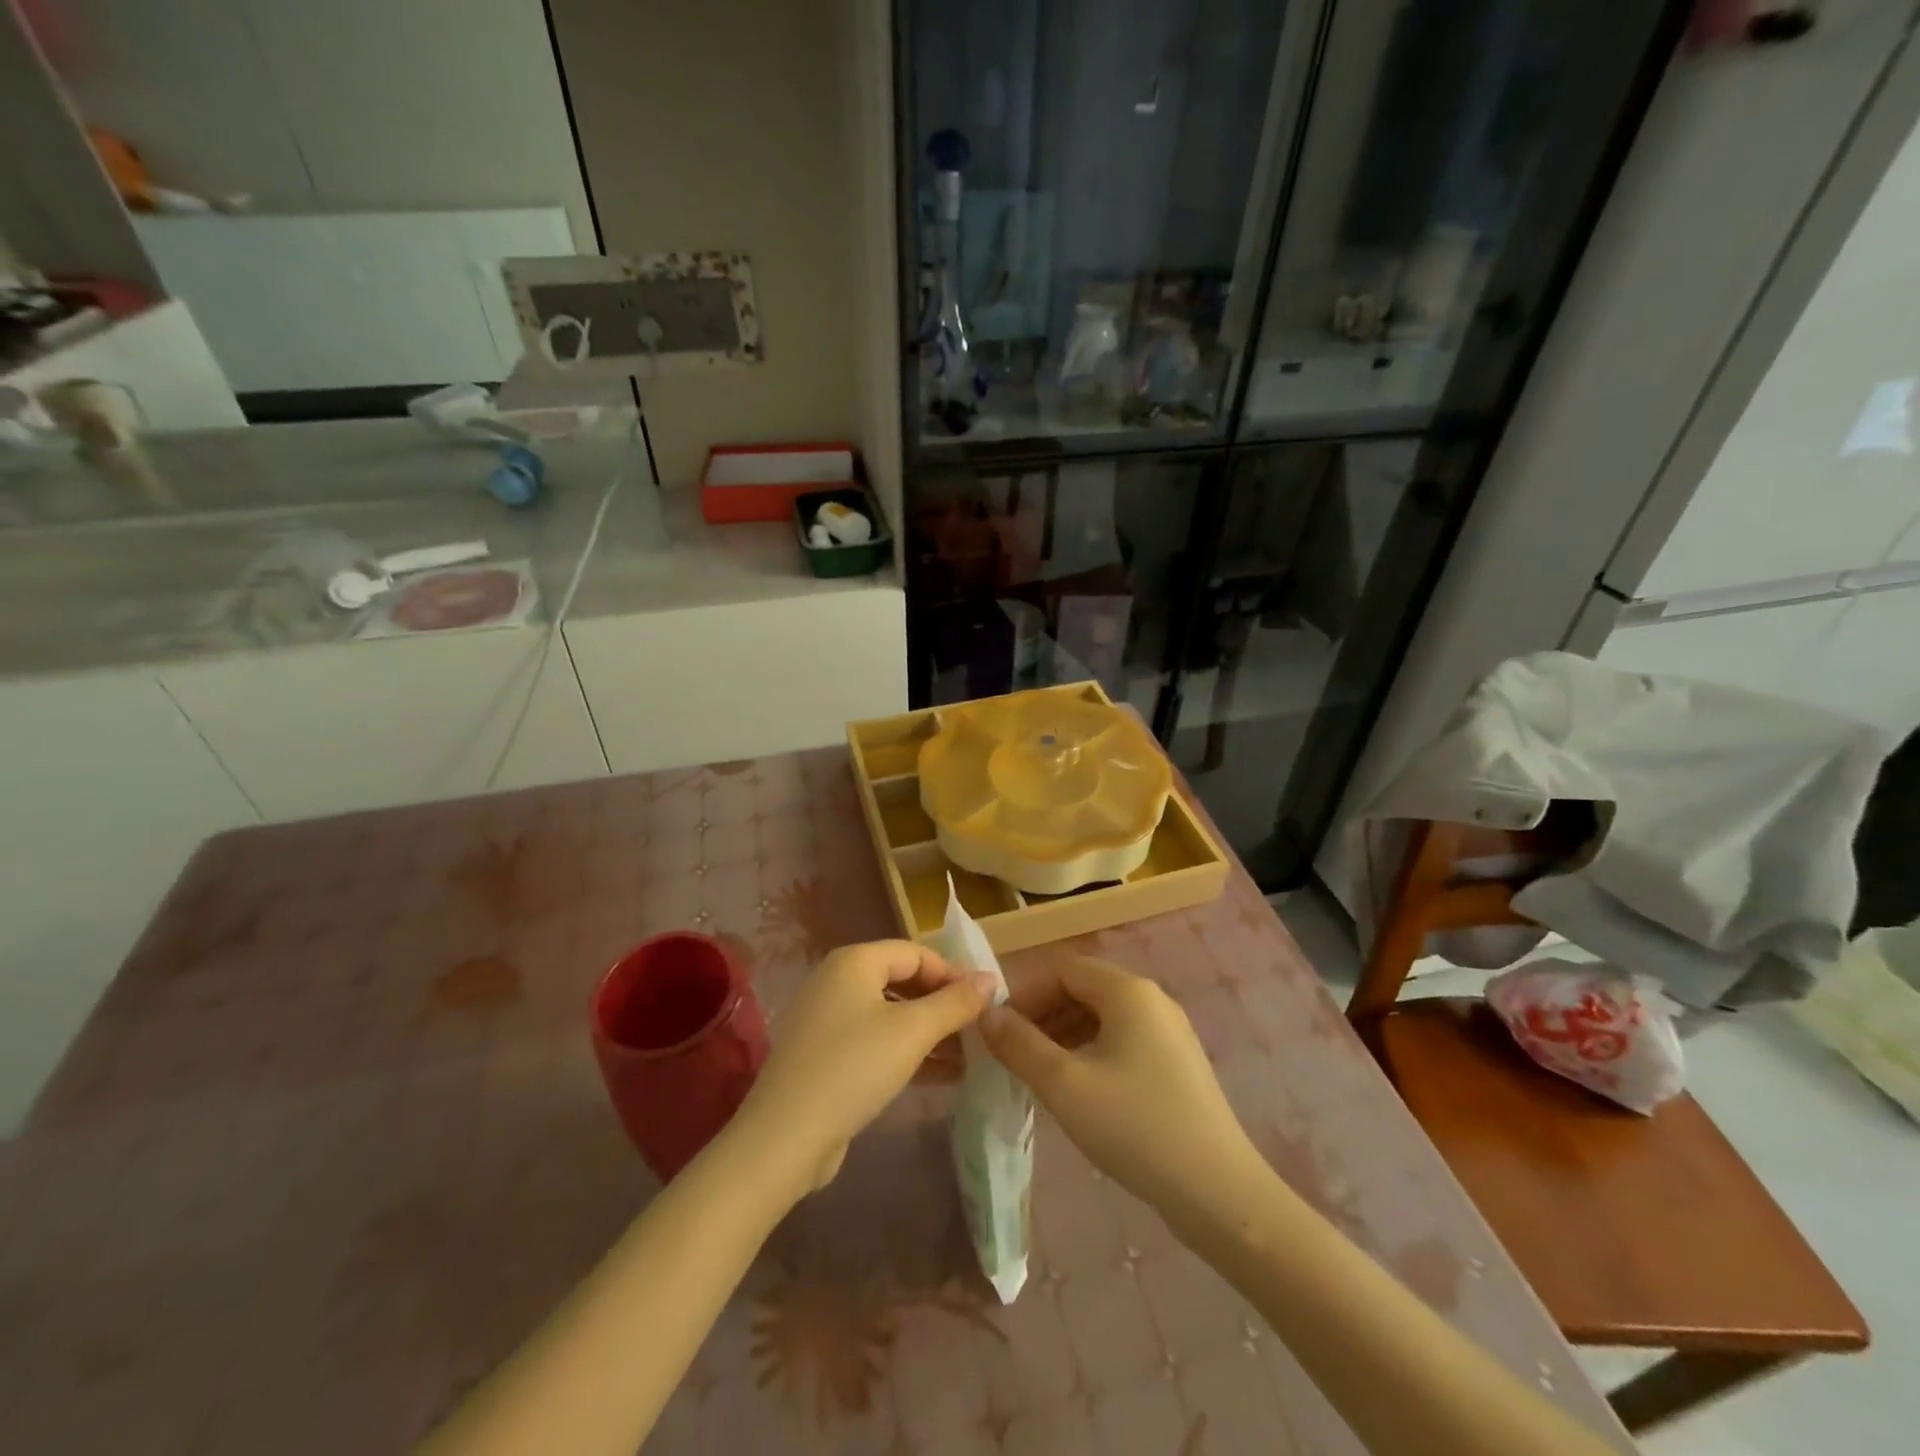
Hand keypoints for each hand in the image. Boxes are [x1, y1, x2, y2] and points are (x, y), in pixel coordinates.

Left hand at [734, 940, 994, 1194]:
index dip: (953, 973)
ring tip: (969, 1054)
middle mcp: (838, 980)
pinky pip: (877, 1040)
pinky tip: (942, 1074)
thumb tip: (991, 978)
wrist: (785, 1139)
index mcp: (854, 961)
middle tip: (979, 1028)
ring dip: (930, 1030)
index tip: (987, 1001)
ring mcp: (829, 1019)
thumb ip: (955, 1003)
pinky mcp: (827, 1055)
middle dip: (943, 1003)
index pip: (916, 952)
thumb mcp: (912, 1032)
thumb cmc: (854, 1068)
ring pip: (892, 1013)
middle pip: (903, 980)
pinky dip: (908, 1050)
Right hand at [980, 956, 1261, 1219]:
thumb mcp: (1064, 1085)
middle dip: (1042, 1015)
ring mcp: (1170, 1031)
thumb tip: (987, 1015)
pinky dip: (1091, 1052)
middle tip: (1013, 1054)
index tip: (998, 1030)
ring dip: (1064, 1034)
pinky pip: (1122, 1040)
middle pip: (1083, 988)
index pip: (1062, 969)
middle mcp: (1152, 999)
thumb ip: (1020, 1044)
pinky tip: (1077, 1090)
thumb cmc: (1135, 1128)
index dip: (1025, 993)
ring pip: (1102, 1016)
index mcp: (1127, 991)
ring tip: (1037, 1074)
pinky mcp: (1177, 1063)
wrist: (1219, 1193)